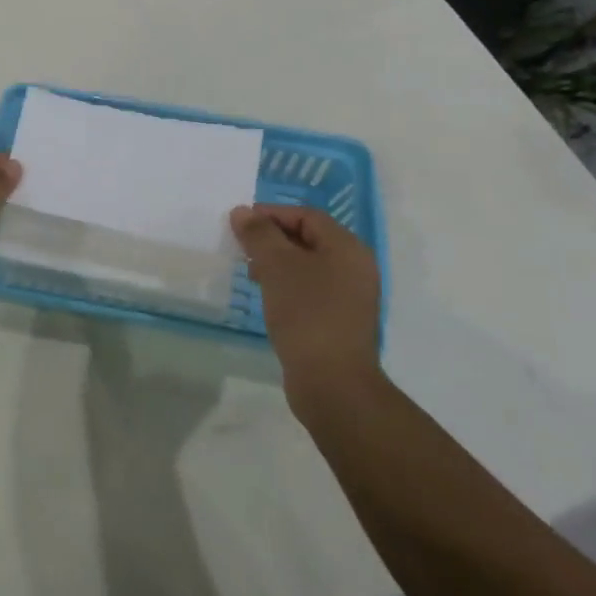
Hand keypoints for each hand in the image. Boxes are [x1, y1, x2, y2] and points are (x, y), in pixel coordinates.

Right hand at [231, 204, 381, 418]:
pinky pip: (311, 290)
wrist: (333, 383)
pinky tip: (268, 298)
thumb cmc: (307, 314)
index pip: (307, 216)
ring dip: (278, 263)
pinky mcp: (340, 321)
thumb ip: (259, 234)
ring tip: (251, 273)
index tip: (240, 223)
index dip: (271, 213)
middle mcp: (355, 267)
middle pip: (309, 238)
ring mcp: (350, 297)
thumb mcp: (277, 266)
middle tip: (242, 247)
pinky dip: (287, 286)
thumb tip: (242, 212)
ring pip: (308, 266)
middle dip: (272, 238)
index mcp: (347, 248)